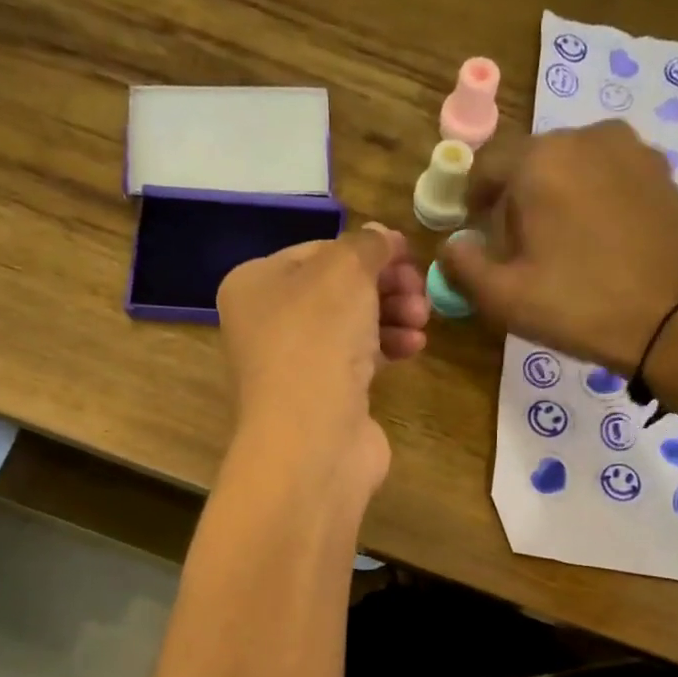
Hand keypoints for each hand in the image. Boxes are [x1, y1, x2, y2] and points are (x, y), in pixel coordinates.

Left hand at [216, 223, 428, 493]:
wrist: (312, 440)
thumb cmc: (318, 340)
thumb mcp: (344, 272)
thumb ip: (365, 246)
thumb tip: (379, 236)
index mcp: (255, 284)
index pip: (318, 252)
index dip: (366, 250)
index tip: (408, 255)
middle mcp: (267, 323)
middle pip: (338, 290)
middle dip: (385, 286)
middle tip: (419, 291)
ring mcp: (295, 365)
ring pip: (351, 325)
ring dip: (392, 315)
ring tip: (422, 319)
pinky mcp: (323, 398)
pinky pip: (358, 360)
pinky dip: (387, 347)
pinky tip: (414, 347)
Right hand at [438, 120, 677, 376]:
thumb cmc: (581, 305)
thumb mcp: (504, 297)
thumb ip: (463, 266)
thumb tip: (451, 246)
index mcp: (541, 159)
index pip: (487, 163)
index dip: (472, 197)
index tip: (473, 231)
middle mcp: (587, 138)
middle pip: (531, 161)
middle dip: (515, 199)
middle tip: (515, 248)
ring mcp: (632, 150)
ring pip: (573, 166)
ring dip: (555, 197)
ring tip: (560, 247)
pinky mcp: (663, 173)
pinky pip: (609, 176)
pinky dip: (592, 199)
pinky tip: (599, 243)